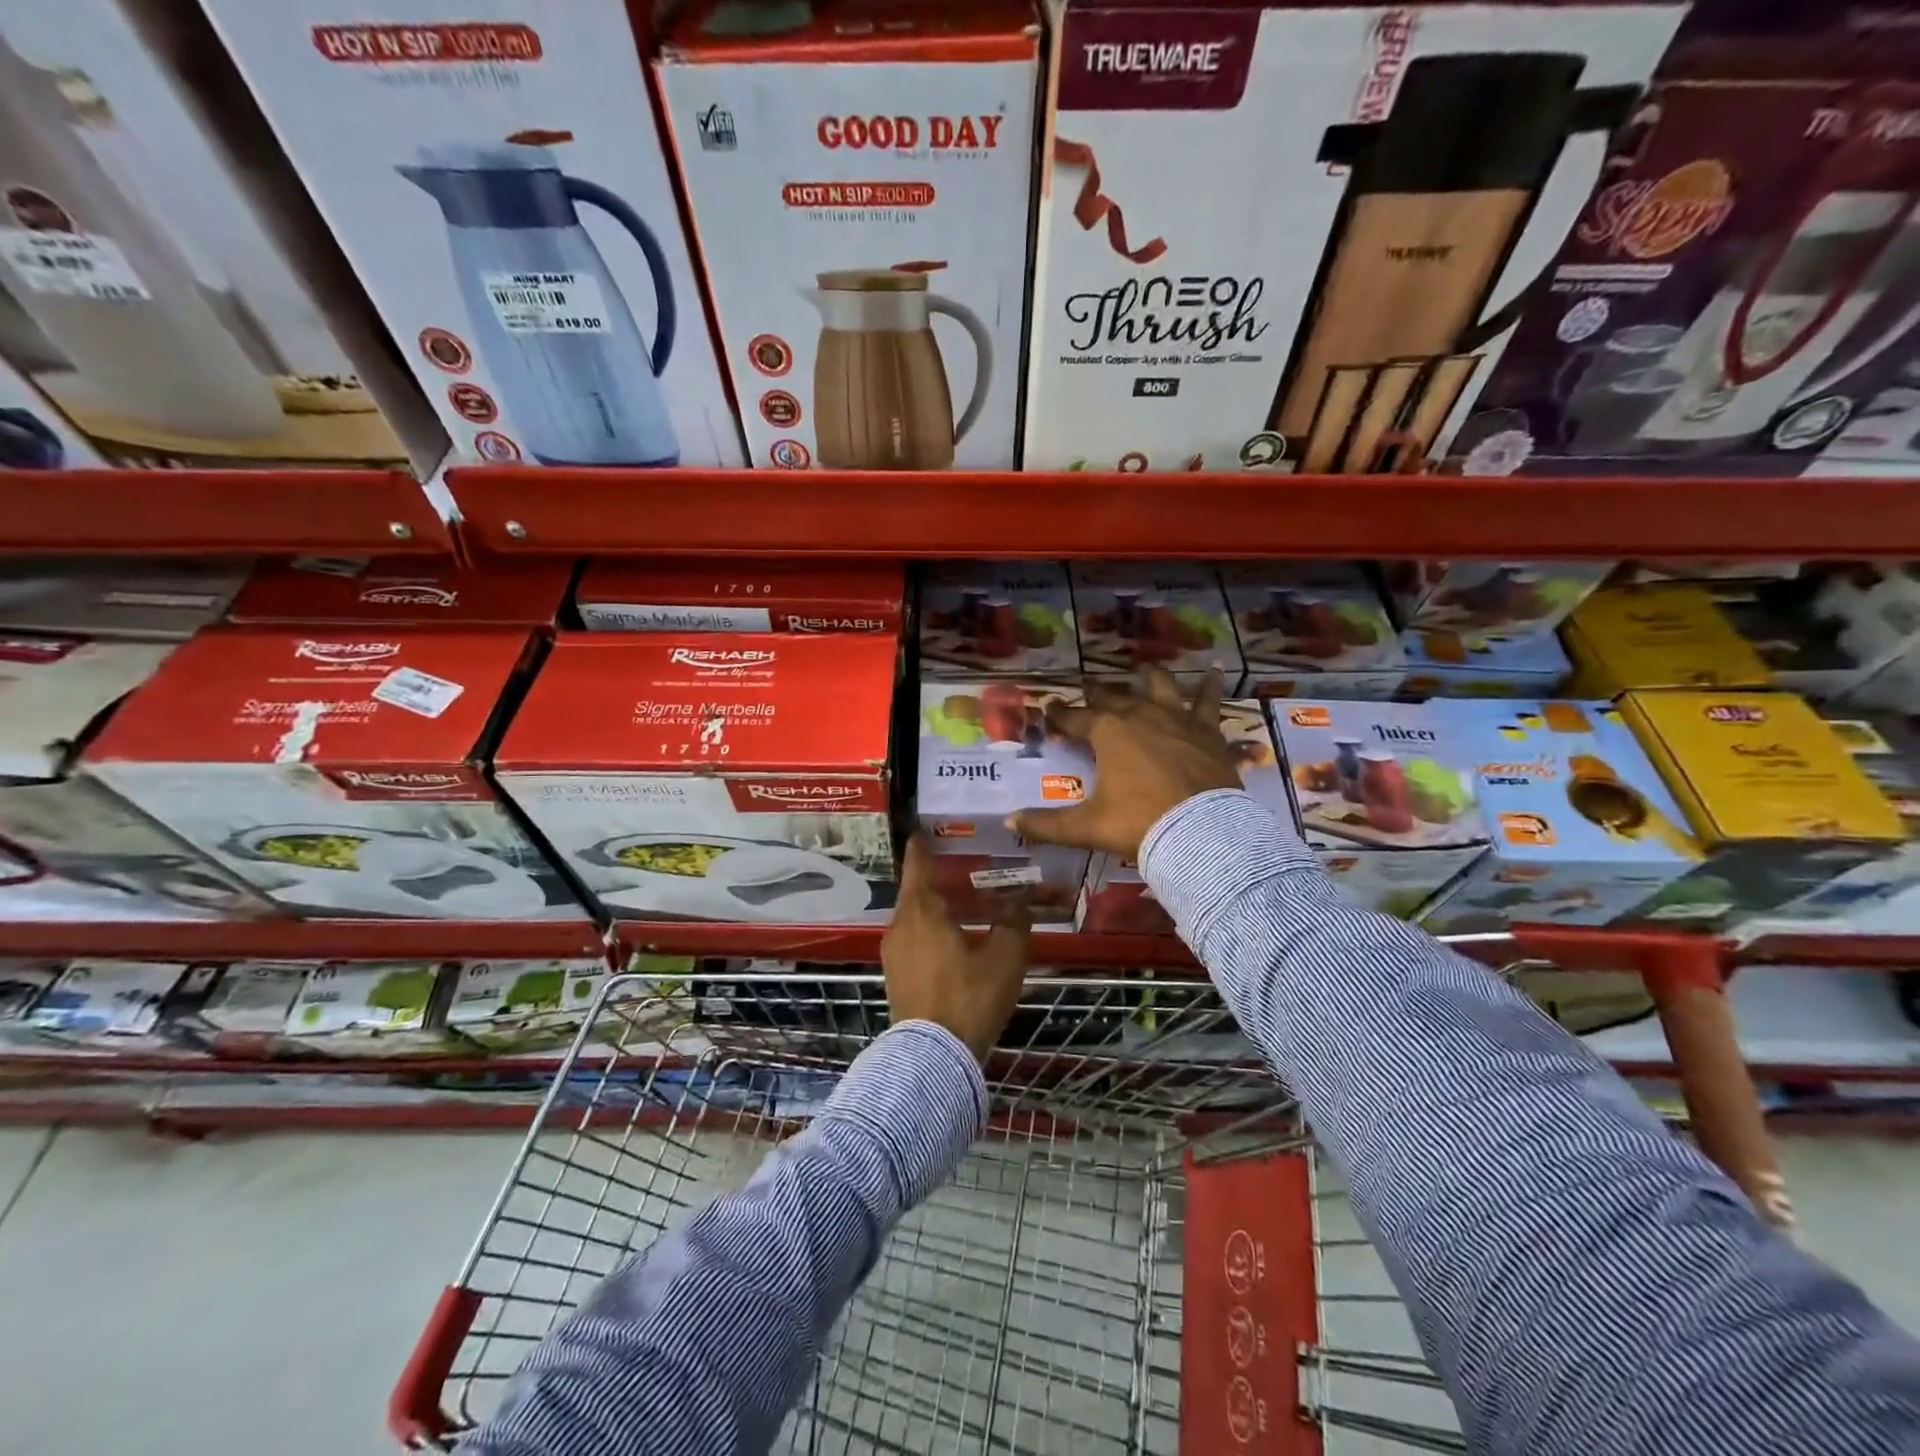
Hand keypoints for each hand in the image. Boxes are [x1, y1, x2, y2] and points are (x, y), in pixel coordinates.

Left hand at [882, 836, 1030, 1061]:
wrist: (932, 1058)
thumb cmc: (968, 997)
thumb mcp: (1004, 958)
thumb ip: (1013, 925)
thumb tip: (1020, 905)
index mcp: (922, 911)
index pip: (918, 865)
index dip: (922, 846)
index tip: (923, 831)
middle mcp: (900, 926)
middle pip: (916, 892)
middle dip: (935, 879)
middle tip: (960, 868)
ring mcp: (894, 954)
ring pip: (914, 918)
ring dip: (934, 908)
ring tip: (962, 904)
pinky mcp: (896, 977)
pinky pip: (914, 940)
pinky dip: (930, 931)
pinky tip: (953, 939)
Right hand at [1009, 665, 1241, 860]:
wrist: (1201, 832)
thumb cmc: (1139, 823)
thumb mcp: (1087, 827)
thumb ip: (1047, 824)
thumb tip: (1010, 822)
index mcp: (1107, 732)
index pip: (1074, 718)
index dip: (1059, 713)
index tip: (1048, 707)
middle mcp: (1140, 715)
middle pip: (1113, 697)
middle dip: (1096, 692)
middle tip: (1087, 686)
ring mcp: (1176, 719)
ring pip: (1160, 686)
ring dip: (1149, 675)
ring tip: (1143, 667)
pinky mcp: (1207, 730)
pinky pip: (1209, 701)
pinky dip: (1212, 686)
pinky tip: (1217, 671)